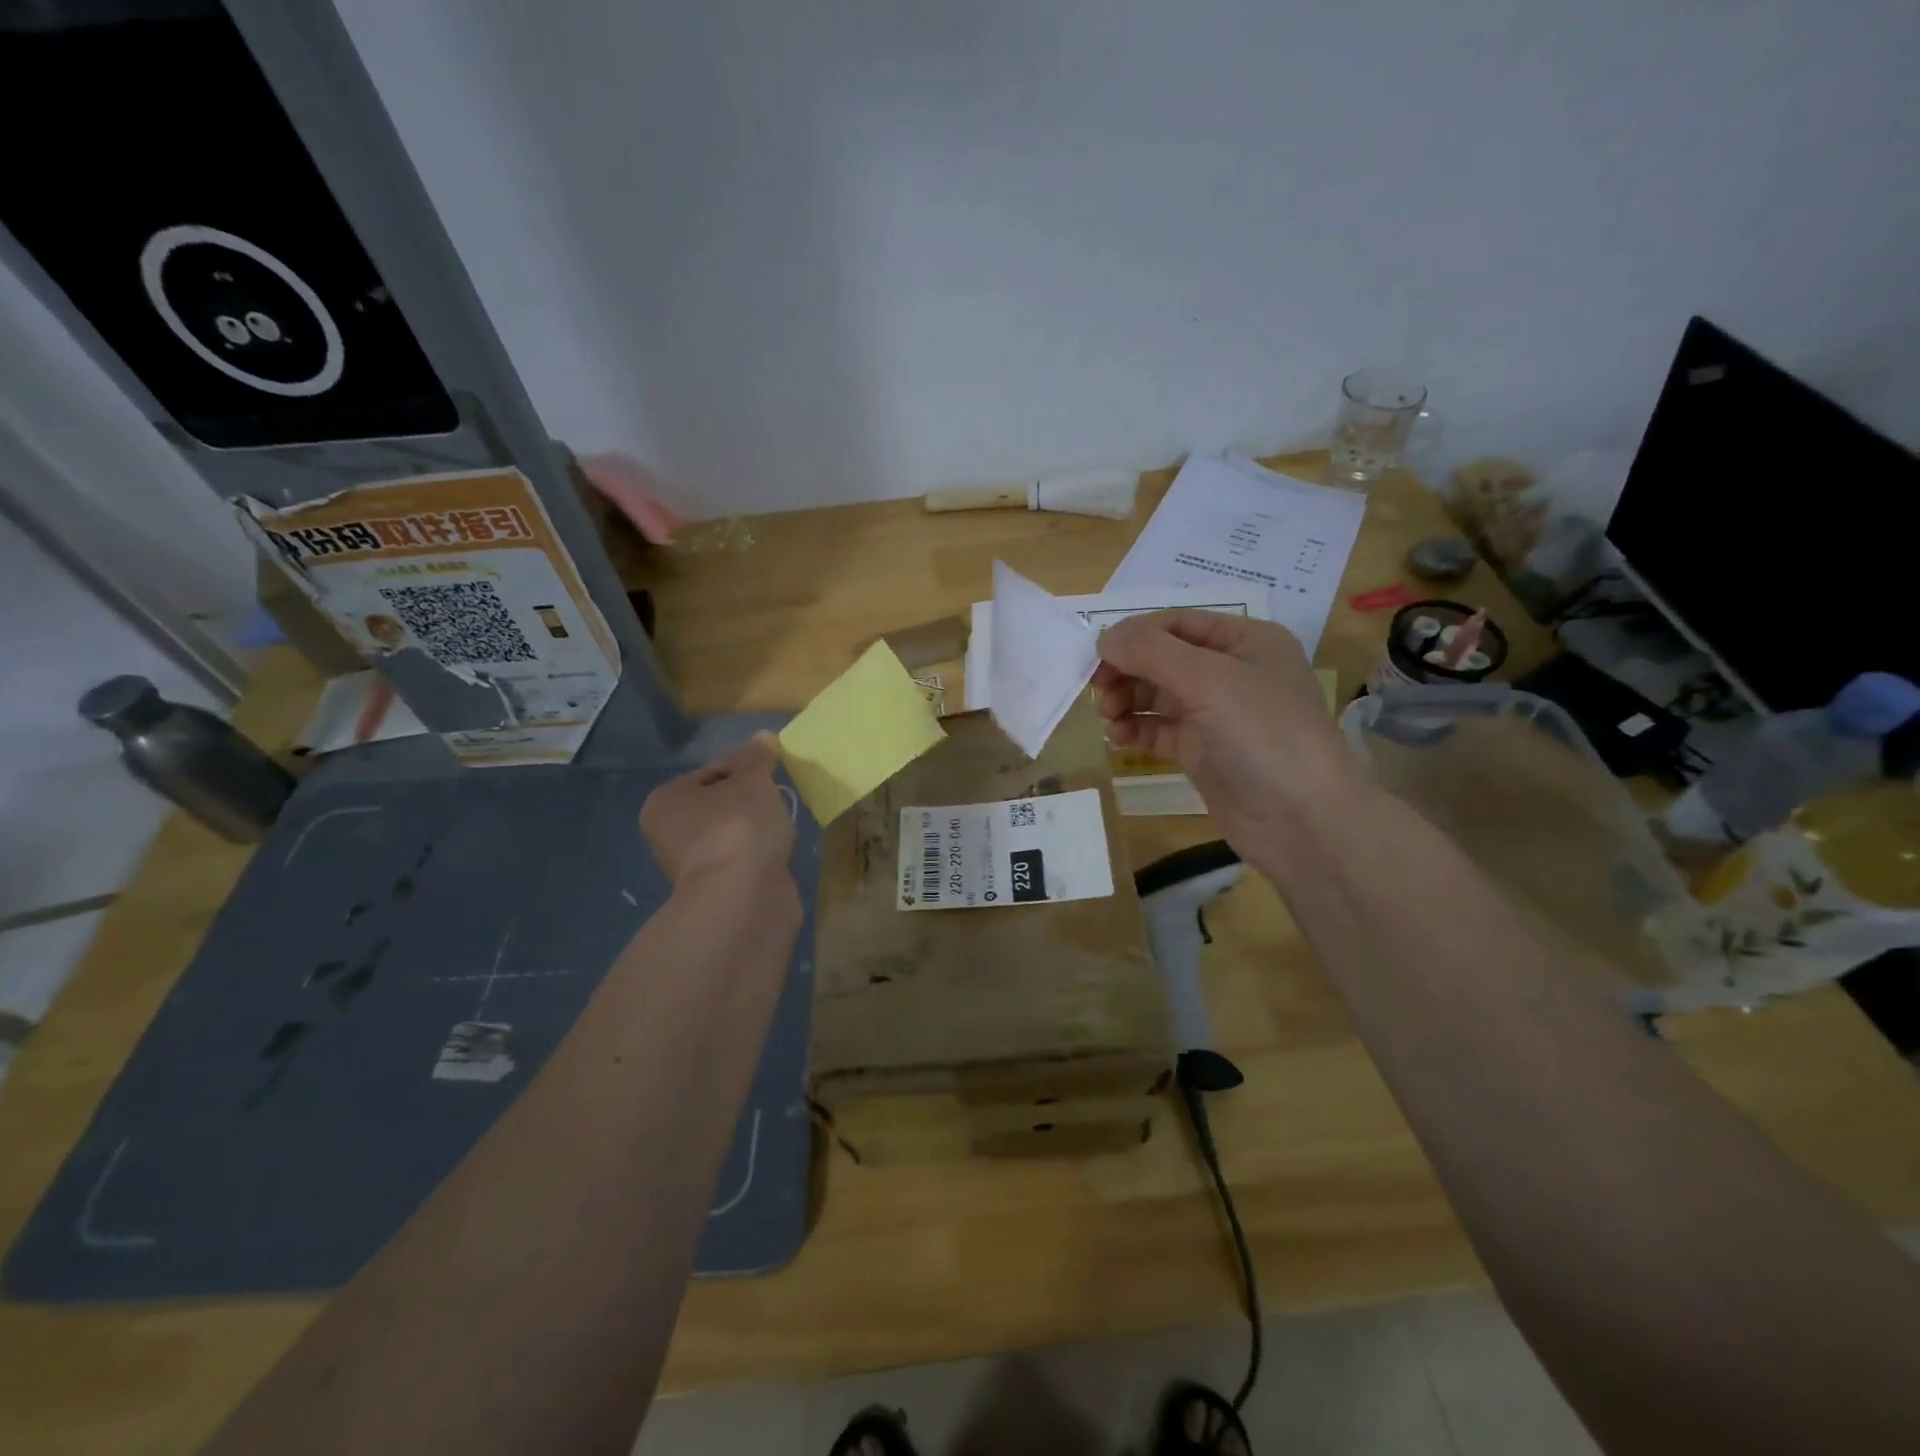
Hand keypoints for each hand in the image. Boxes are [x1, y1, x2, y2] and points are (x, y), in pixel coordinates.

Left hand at [641, 732, 796, 890]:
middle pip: (719, 805)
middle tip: (776, 803)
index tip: (770, 777)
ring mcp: (692, 867)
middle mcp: (668, 834)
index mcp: (665, 801)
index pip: (711, 773)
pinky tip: (775, 856)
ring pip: (732, 836)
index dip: (745, 770)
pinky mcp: (716, 892)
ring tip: (779, 832)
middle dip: (749, 803)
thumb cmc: (739, 828)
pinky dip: (758, 857)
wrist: (743, 899)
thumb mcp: (753, 780)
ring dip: (755, 832)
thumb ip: (757, 757)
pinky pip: (742, 862)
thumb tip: (762, 737)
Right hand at [1093, 611, 1363, 854]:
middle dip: (1128, 670)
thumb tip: (1104, 638)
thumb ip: (1150, 651)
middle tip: (1098, 691)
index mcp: (1245, 641)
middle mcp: (1232, 672)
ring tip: (1109, 718)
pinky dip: (1137, 729)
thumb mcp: (1207, 678)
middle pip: (1163, 658)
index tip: (1098, 657)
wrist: (1301, 819)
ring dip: (1128, 700)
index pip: (1176, 623)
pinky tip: (1119, 738)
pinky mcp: (1204, 752)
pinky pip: (1160, 729)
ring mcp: (1217, 714)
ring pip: (1158, 695)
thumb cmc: (1261, 732)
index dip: (1135, 635)